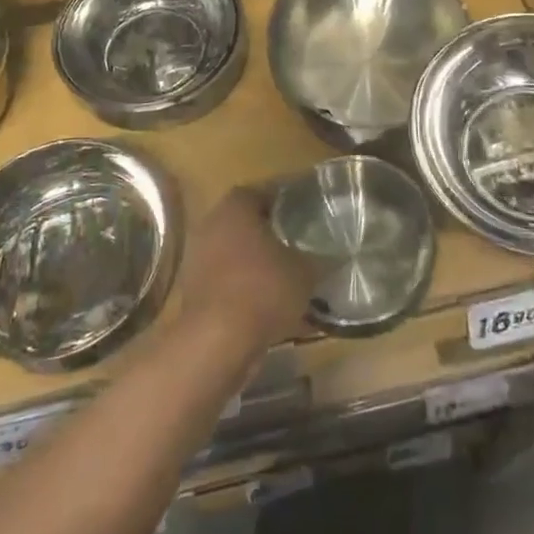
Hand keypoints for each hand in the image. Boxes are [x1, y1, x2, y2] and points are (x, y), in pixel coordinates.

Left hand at [180, 190, 317, 353]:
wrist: (217, 342)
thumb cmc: (263, 289)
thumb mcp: (306, 271)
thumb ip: (321, 258)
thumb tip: (338, 254)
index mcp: (236, 206)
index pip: (265, 191)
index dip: (288, 201)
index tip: (308, 214)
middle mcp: (213, 223)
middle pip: (248, 222)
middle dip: (273, 233)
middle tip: (301, 244)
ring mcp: (199, 258)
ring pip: (238, 253)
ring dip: (260, 263)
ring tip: (290, 277)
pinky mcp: (195, 290)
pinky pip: (229, 281)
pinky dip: (248, 288)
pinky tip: (271, 305)